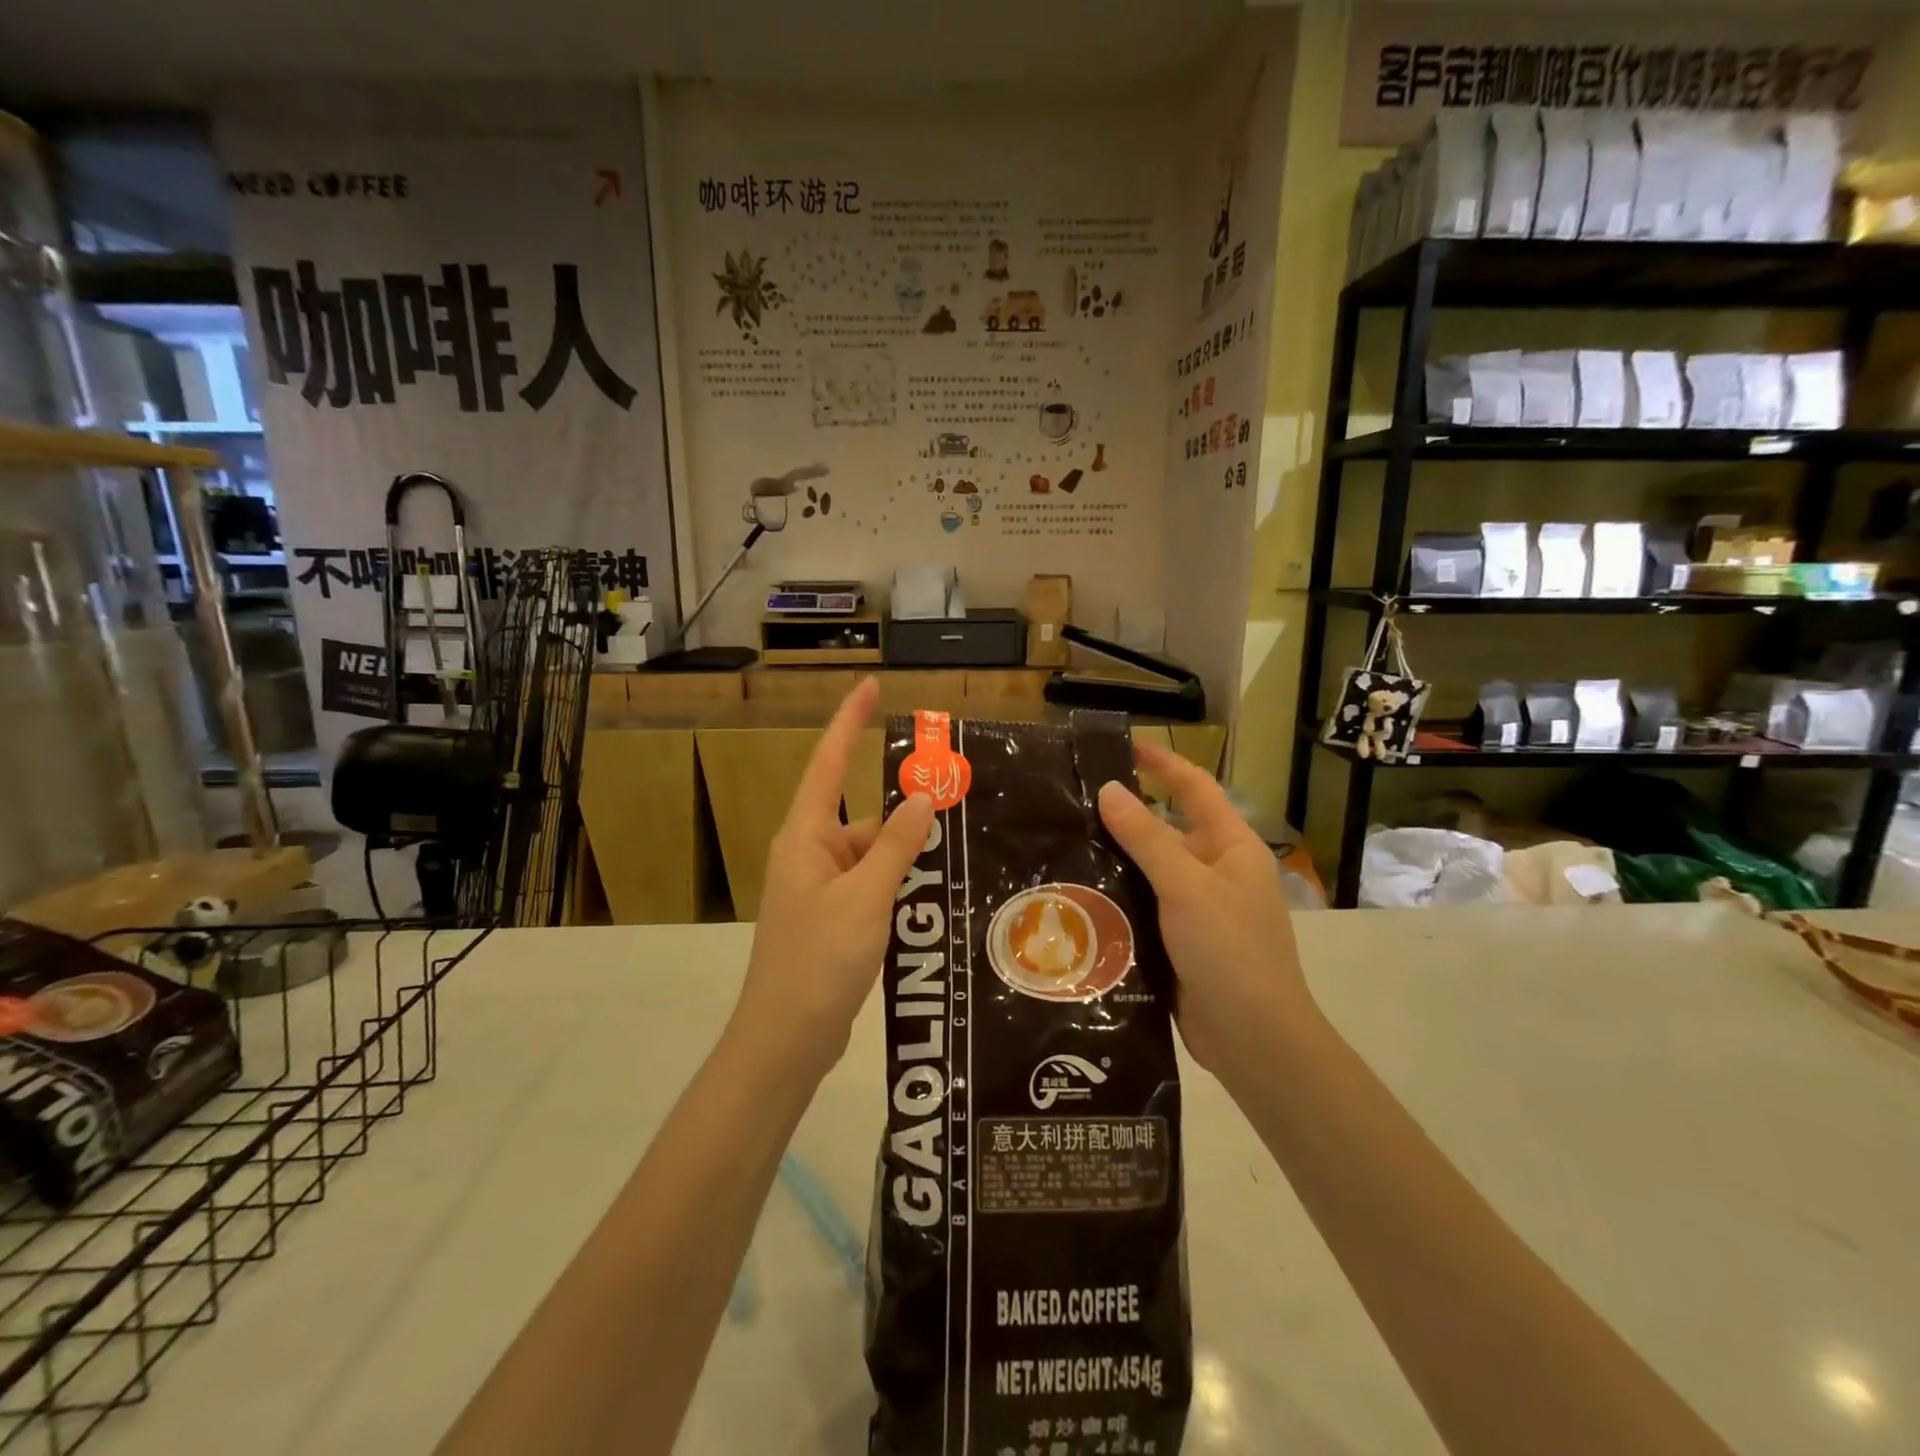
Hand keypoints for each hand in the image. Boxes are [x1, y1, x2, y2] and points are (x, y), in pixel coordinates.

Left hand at [732, 678, 934, 1079]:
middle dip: (905, 815)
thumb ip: (895, 846)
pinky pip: (874, 887)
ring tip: (961, 857)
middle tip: (959, 804)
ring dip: (909, 858)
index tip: (870, 687)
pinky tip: (938, 896)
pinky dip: (901, 887)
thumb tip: (921, 797)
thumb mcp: (865, 899)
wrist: (785, 1041)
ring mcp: (822, 890)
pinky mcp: (834, 920)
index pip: (827, 765)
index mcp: (805, 838)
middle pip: (864, 818)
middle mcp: (811, 856)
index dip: (848, 723)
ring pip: (874, 856)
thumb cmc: (818, 962)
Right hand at [1097, 744, 1316, 1078]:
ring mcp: (1196, 909)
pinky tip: (1076, 894)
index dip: (1162, 763)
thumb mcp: (1186, 886)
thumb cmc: (1229, 950)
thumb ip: (1146, 838)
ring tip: (1060, 844)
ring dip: (1114, 859)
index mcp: (1230, 847)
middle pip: (1165, 829)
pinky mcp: (1178, 941)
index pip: (1194, 788)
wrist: (1254, 1039)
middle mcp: (1214, 871)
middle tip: (1070, 802)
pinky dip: (1115, 897)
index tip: (1120, 747)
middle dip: (1123, 815)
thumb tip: (1110, 789)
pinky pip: (1142, 906)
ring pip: (1148, 871)